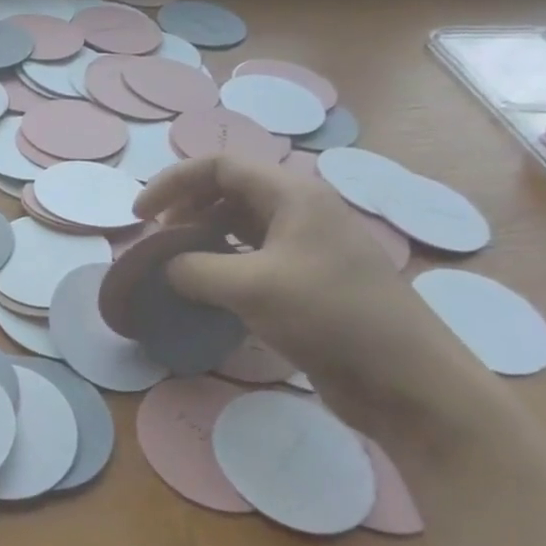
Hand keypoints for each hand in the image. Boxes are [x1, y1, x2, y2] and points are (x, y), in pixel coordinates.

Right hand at [133, 155, 486, 420]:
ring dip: (202, 238)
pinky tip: (207, 289)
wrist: (406, 379)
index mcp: (292, 195)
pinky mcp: (307, 281)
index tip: (140, 216)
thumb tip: (168, 266)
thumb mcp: (250, 288)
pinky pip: (252, 257)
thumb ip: (194, 269)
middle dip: (185, 210)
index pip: (218, 166)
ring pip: (239, 224)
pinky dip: (222, 264)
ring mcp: (306, 247)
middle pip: (228, 191)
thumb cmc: (330, 317)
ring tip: (177, 265)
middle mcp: (299, 211)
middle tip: (158, 243)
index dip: (172, 183)